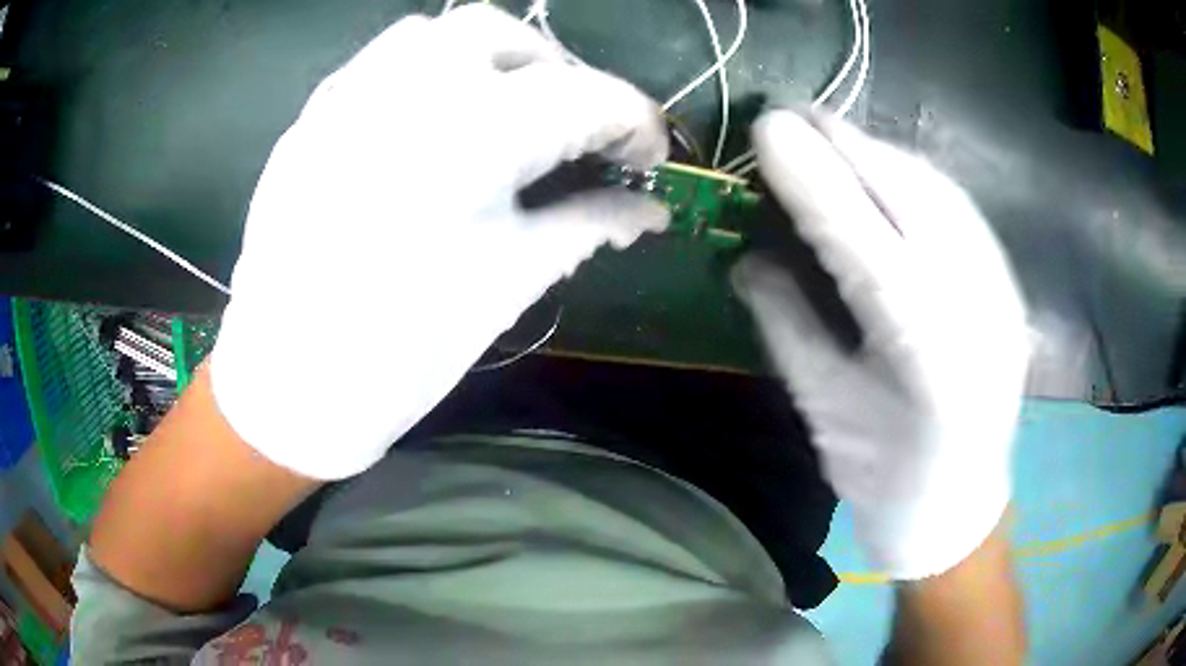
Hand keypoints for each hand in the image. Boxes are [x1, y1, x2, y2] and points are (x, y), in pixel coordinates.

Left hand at [210, 5, 668, 479]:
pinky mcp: (311, 118)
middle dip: (562, 76)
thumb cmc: (400, 353)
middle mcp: (405, 90)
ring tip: (503, 113)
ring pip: (438, 33)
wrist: (287, 387)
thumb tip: (648, 209)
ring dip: (490, 59)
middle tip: (575, 132)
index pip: (584, 95)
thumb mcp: (508, 284)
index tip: (649, 155)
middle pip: (509, 37)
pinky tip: (431, 122)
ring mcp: (346, 97)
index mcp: (470, 137)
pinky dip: (426, 72)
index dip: (634, 120)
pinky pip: (380, 62)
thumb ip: (588, 225)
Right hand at [733, 111, 1028, 578]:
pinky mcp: (1007, 284)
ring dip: (877, 153)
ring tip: (828, 136)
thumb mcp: (823, 408)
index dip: (810, 172)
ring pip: (936, 189)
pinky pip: (957, 208)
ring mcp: (999, 289)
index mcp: (922, 350)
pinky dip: (912, 177)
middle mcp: (973, 305)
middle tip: (789, 114)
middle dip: (844, 142)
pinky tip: (882, 174)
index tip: (765, 125)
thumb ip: (786, 322)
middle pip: (907, 193)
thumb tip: (746, 256)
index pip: (860, 233)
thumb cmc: (884, 477)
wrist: (959, 506)